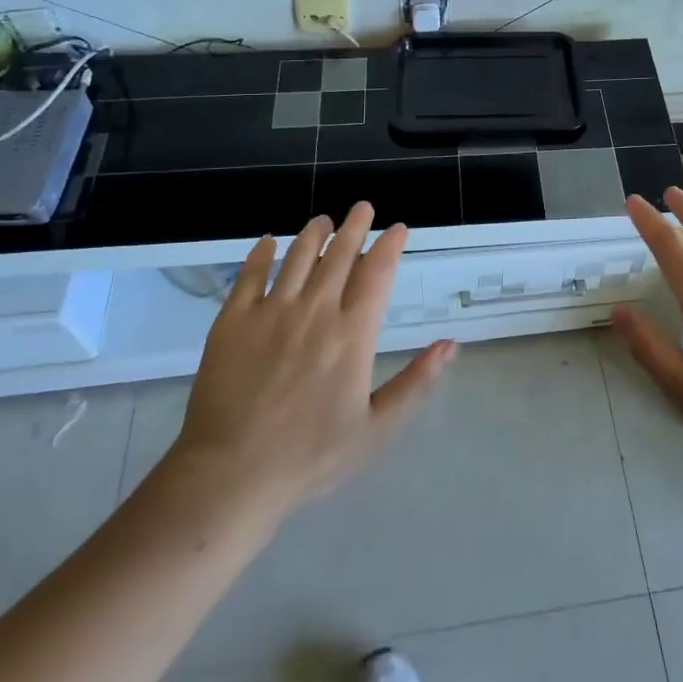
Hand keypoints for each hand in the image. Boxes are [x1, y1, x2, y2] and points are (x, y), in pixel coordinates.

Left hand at [167, 202, 455, 513]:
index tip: (398, 228)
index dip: (389, 246)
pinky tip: (268, 242)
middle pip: (340, 255)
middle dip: (355, 227)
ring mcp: (271, 312)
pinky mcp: (232, 321)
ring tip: (322, 220)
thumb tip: (450, 344)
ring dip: (314, 233)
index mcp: (353, 334)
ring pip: (298, 257)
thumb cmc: (311, 456)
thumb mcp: (377, 428)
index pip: (377, 274)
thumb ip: (416, 382)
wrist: (232, 474)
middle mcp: (316, 311)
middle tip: (362, 207)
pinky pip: (249, 275)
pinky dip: (261, 254)